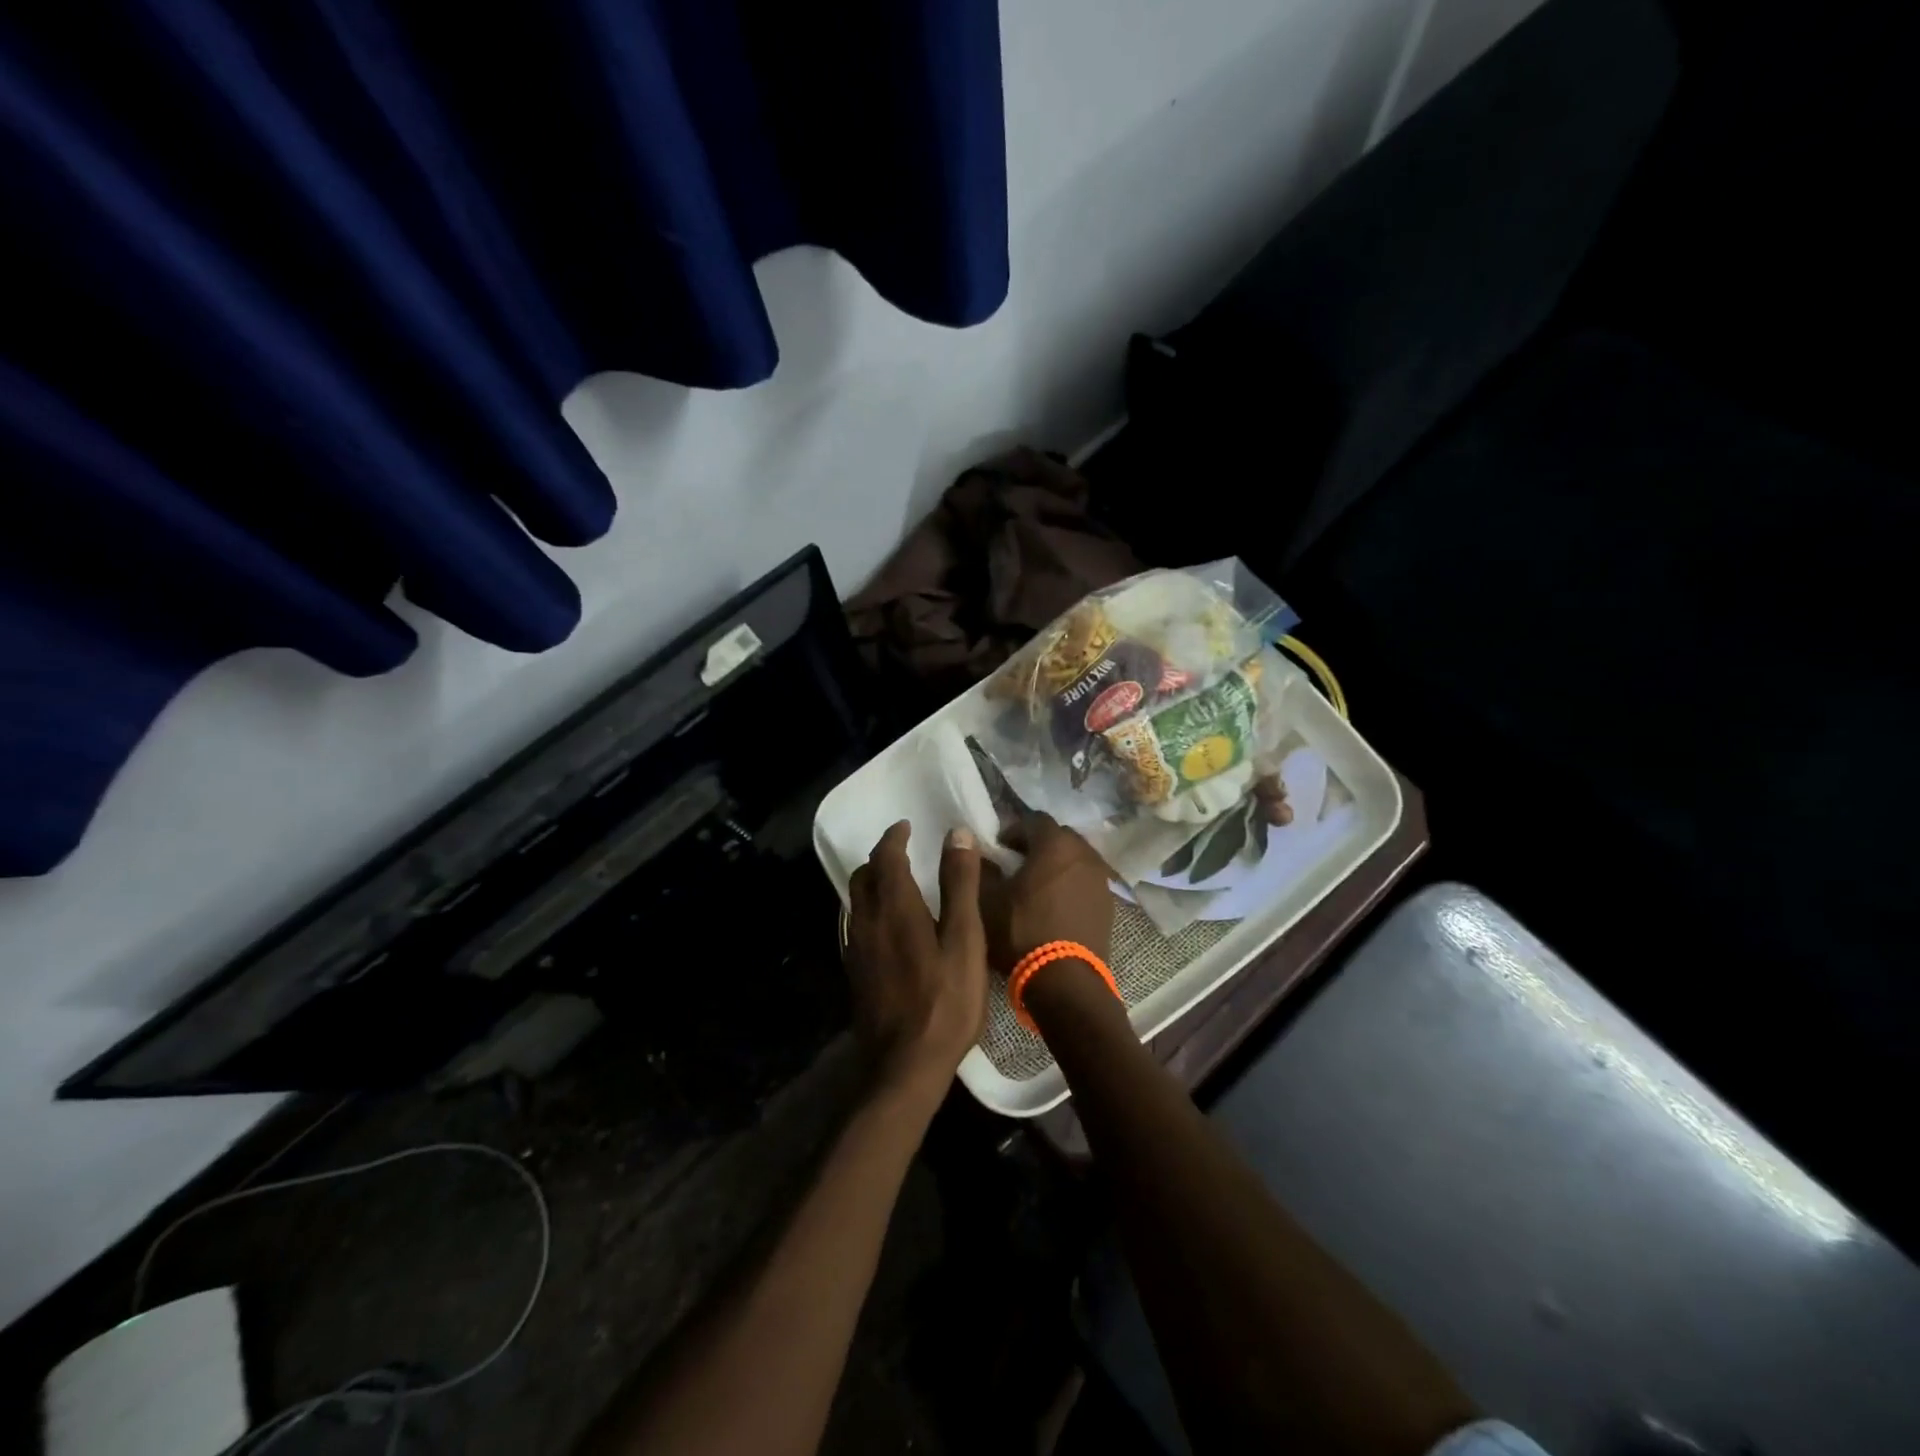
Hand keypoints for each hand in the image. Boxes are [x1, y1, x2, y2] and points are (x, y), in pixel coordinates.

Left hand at [844, 821, 989, 1106]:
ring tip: (898, 886)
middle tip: (903, 853)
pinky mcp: (855, 973)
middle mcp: (867, 921)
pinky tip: (889, 928)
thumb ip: (959, 884)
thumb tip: (956, 833)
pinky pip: (857, 926)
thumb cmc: (945, 1001)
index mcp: (894, 906)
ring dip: (873, 884)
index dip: (895, 837)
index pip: (886, 857)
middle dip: (880, 859)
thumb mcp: (964, 939)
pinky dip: (870, 911)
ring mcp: (856, 949)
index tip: (906, 826)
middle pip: (863, 876)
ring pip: (856, 902)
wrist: (905, 1066)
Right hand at [979, 812, 1114, 972]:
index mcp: (1055, 844)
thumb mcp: (987, 900)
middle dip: (1037, 845)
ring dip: (1056, 866)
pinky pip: (1086, 883)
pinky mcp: (1109, 906)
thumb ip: (979, 868)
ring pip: (1075, 860)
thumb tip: (976, 849)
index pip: (1034, 819)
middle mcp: (1084, 854)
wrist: (1065, 982)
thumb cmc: (1021, 932)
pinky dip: (1071, 886)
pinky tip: (1055, 907)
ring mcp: (1101, 880)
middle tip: (1016, 864)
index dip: (1014, 829)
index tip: (998, 847)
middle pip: (1059, 837)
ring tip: (1036, 887)